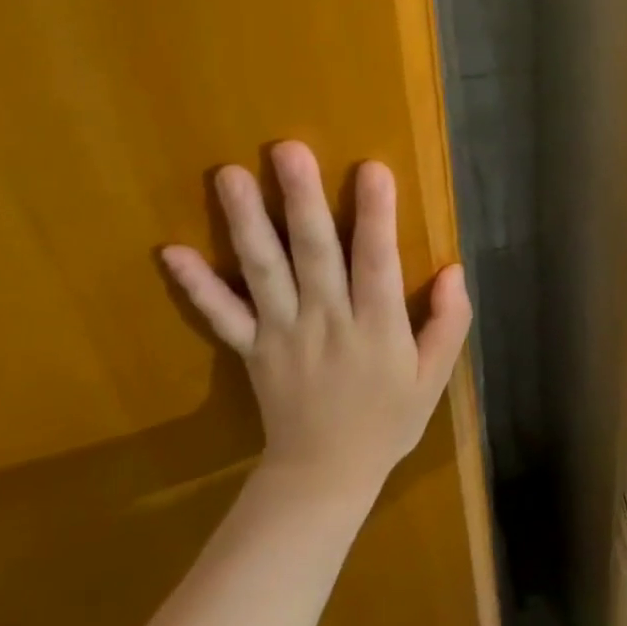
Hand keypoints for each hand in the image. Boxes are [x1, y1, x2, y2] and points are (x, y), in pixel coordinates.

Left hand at [160, 141, 469, 500]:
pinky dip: (196, 286)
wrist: (324, 475)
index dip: (375, 216)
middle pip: (313, 254)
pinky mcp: (251, 349)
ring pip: (264, 272)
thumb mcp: (434, 377)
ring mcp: (282, 334)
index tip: (371, 168)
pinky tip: (171, 252)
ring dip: (246, 223)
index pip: (376, 262)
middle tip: (286, 149)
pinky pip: (221, 316)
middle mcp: (326, 321)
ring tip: (230, 176)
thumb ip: (448, 322)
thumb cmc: (388, 419)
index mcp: (376, 327)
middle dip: (301, 200)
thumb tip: (454, 269)